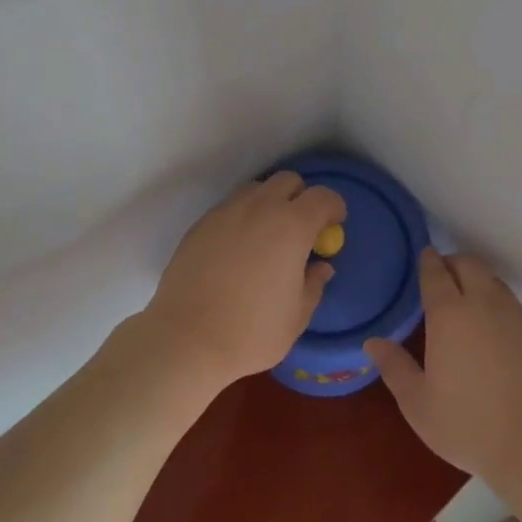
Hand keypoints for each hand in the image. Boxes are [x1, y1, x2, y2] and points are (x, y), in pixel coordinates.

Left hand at [142, 172, 346, 386]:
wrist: (187, 339)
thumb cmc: (251, 332)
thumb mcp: (296, 316)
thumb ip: (313, 284)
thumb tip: (321, 266)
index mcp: (291, 226)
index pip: (322, 197)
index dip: (333, 207)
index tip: (334, 224)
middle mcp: (259, 208)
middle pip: (288, 181)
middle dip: (300, 197)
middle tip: (301, 228)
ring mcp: (226, 212)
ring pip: (256, 189)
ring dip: (269, 202)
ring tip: (267, 236)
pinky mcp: (201, 224)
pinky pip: (230, 207)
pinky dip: (242, 217)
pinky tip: (238, 249)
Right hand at [365, 250, 521, 486]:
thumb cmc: (470, 425)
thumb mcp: (419, 404)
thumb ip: (394, 368)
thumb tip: (373, 342)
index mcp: (450, 314)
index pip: (435, 272)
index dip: (427, 261)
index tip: (423, 257)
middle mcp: (485, 304)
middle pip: (470, 264)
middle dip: (453, 262)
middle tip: (443, 276)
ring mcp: (518, 317)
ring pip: (495, 282)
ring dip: (479, 282)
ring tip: (469, 305)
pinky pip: (515, 307)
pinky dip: (500, 307)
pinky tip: (497, 335)